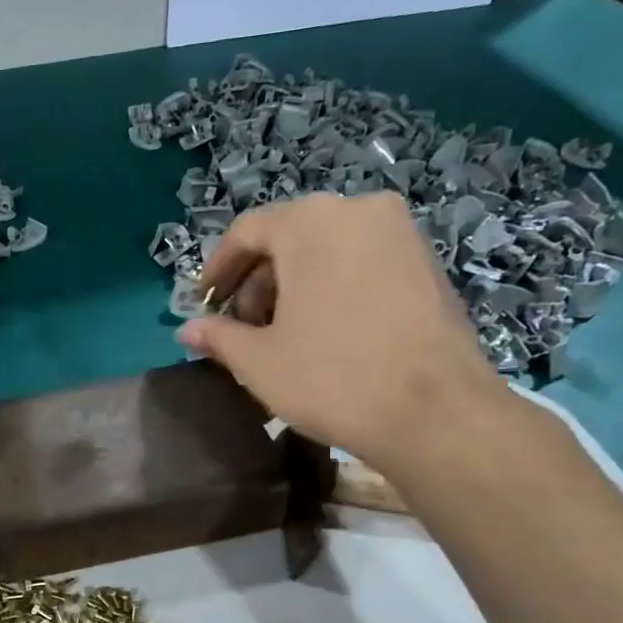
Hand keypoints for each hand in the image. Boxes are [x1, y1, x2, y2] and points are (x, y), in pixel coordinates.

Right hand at [178, 192, 501, 469]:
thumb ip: (218, 336)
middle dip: (257, 279)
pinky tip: (326, 330)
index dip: (217, 269)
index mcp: (310, 223)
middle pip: (289, 235)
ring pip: (328, 248)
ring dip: (294, 284)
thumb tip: (187, 329)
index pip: (247, 231)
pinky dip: (333, 285)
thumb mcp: (258, 361)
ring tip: (281, 333)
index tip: (204, 305)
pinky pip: (362, 261)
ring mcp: (401, 233)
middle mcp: (358, 210)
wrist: (435, 412)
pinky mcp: (427, 262)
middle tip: (241, 326)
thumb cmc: (331, 377)